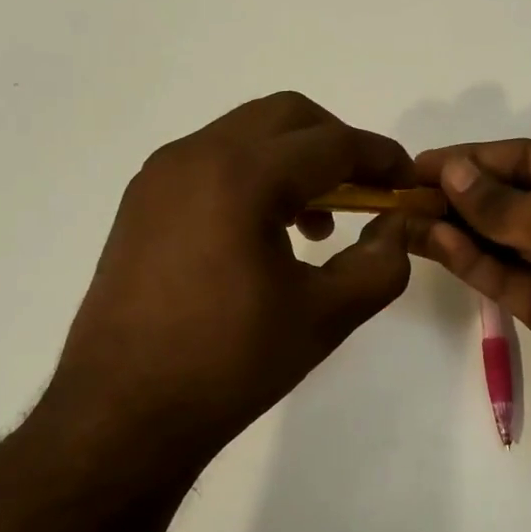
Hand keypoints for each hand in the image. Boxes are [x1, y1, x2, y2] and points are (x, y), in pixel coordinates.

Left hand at [47, 93, 414, 481]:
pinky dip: (255, 174)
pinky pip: (214, 160)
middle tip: (366, 191)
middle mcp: (195, 155)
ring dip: (295, 158)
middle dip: (337, 143)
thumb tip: (396, 225)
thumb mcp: (325, 315)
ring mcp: (161, 175)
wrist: (121, 415)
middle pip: (286, 116)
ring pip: (247, 133)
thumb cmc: (229, 364)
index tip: (409, 183)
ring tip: (317, 221)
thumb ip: (381, 263)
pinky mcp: (143, 200)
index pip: (332, 144)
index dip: (381, 158)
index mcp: (241, 177)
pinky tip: (266, 231)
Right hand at [408, 140, 530, 445]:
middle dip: (460, 193)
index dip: (475, 159)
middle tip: (404, 193)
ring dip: (457, 227)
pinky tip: (435, 244)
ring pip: (500, 239)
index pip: (527, 158)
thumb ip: (506, 204)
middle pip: (510, 197)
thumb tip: (452, 172)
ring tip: (406, 218)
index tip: (423, 164)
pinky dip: (471, 261)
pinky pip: (503, 276)